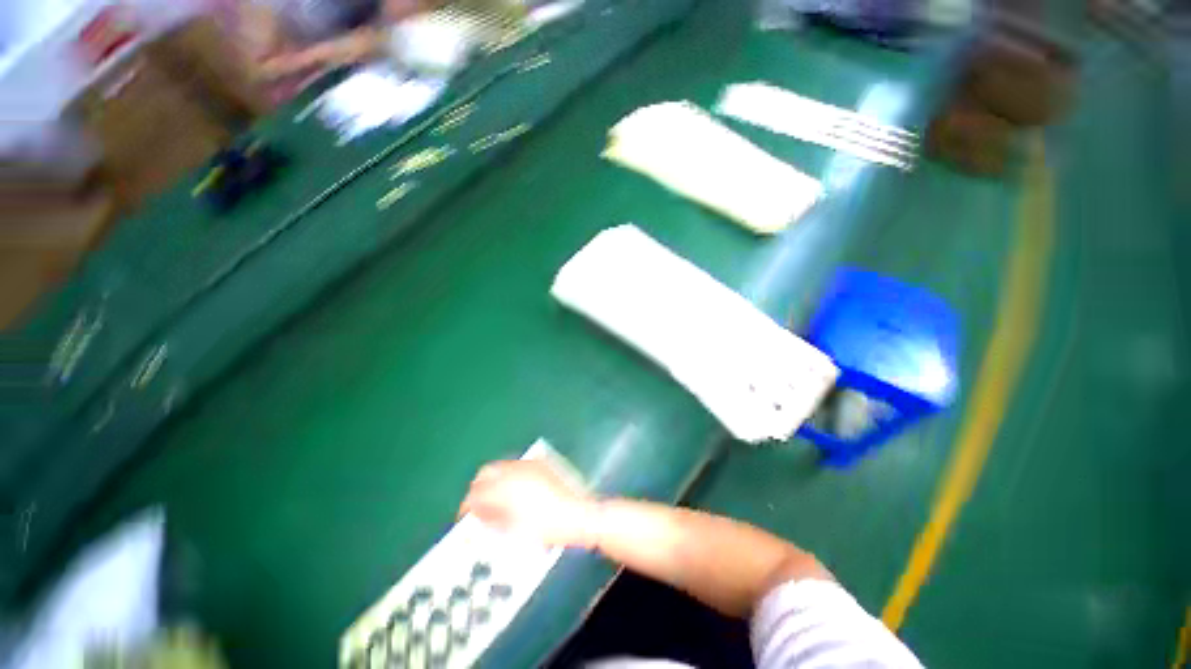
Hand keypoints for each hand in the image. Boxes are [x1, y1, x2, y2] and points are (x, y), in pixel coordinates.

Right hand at [459, 460, 598, 547]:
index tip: (467, 515)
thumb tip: (480, 513)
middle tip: (480, 506)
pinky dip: (511, 476)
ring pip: (501, 466)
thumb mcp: (513, 530)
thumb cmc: (547, 527)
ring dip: (494, 480)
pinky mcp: (541, 463)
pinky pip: (518, 465)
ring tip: (498, 499)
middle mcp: (515, 470)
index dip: (468, 506)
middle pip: (485, 472)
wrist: (577, 515)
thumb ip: (491, 519)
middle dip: (479, 488)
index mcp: (505, 488)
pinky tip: (516, 490)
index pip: (475, 492)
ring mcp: (529, 464)